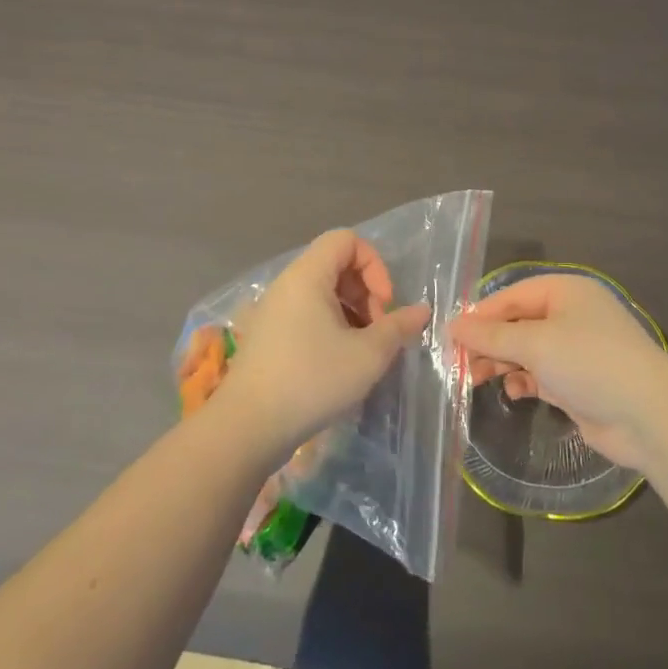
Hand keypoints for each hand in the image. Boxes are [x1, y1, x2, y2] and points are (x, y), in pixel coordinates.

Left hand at [212, 230, 430, 467]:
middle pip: (336, 265)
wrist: (246, 428)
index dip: (374, 265)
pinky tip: (339, 363)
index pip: (347, 240)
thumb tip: (421, 311)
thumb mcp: (367, 355)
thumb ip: (398, 327)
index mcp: (308, 276)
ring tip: (362, 350)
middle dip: (366, 292)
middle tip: (378, 331)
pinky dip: (329, 327)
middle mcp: (287, 285)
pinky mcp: (266, 337)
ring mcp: (272, 311)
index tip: (384, 304)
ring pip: (322, 293)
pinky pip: (305, 315)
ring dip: (351, 313)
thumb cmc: (311, 380)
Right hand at [453, 274, 667, 470]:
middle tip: (459, 364)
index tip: (450, 337)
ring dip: (503, 362)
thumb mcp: (535, 344)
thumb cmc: (589, 363)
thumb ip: (492, 335)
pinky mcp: (579, 382)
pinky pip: (541, 374)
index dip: (481, 314)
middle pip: (518, 322)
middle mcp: (571, 315)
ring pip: (528, 350)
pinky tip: (512, 391)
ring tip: (477, 379)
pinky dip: (524, 380)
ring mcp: (577, 350)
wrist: (647, 415)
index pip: (512, 295)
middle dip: (489, 342)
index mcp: (565, 291)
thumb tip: (453, 325)